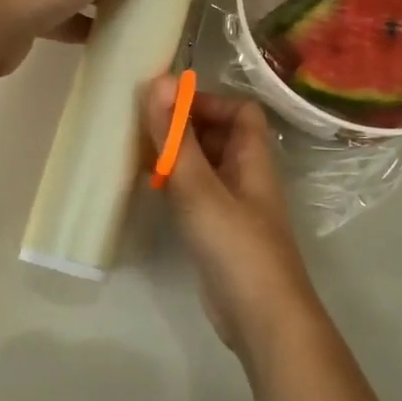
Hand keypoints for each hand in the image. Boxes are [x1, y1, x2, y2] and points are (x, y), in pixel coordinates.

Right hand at [140, 77, 326, 362]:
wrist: (261, 319)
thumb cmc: (235, 246)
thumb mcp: (199, 188)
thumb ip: (177, 138)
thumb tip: (159, 81)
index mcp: (253, 158)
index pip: (240, 110)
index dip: (207, 102)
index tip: (167, 107)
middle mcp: (247, 177)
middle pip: (221, 136)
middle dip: (185, 127)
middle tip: (143, 128)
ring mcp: (235, 207)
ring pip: (206, 166)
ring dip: (178, 157)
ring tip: (139, 155)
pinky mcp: (220, 234)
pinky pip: (198, 195)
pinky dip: (177, 186)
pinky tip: (152, 192)